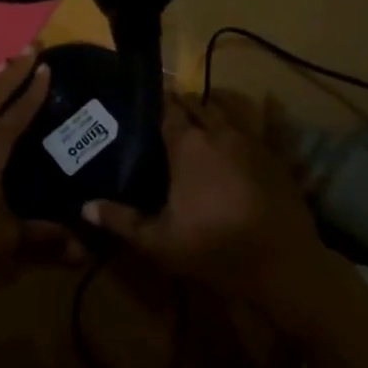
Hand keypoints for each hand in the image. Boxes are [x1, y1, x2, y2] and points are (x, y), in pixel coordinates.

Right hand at [82, 96, 325, 317]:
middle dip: (184, 102)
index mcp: (188, 146)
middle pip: (198, 104)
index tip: (146, 98)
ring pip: (231, 110)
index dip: (158, 102)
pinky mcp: (279, 156)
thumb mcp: (160, 242)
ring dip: (216, 105)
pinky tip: (271, 99)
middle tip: (170, 108)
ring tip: (205, 107)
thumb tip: (84, 206)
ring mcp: (253, 142)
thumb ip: (122, 221)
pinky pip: (275, 125)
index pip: (169, 110)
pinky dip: (271, 111)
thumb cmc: (215, 250)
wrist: (283, 268)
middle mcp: (219, 133)